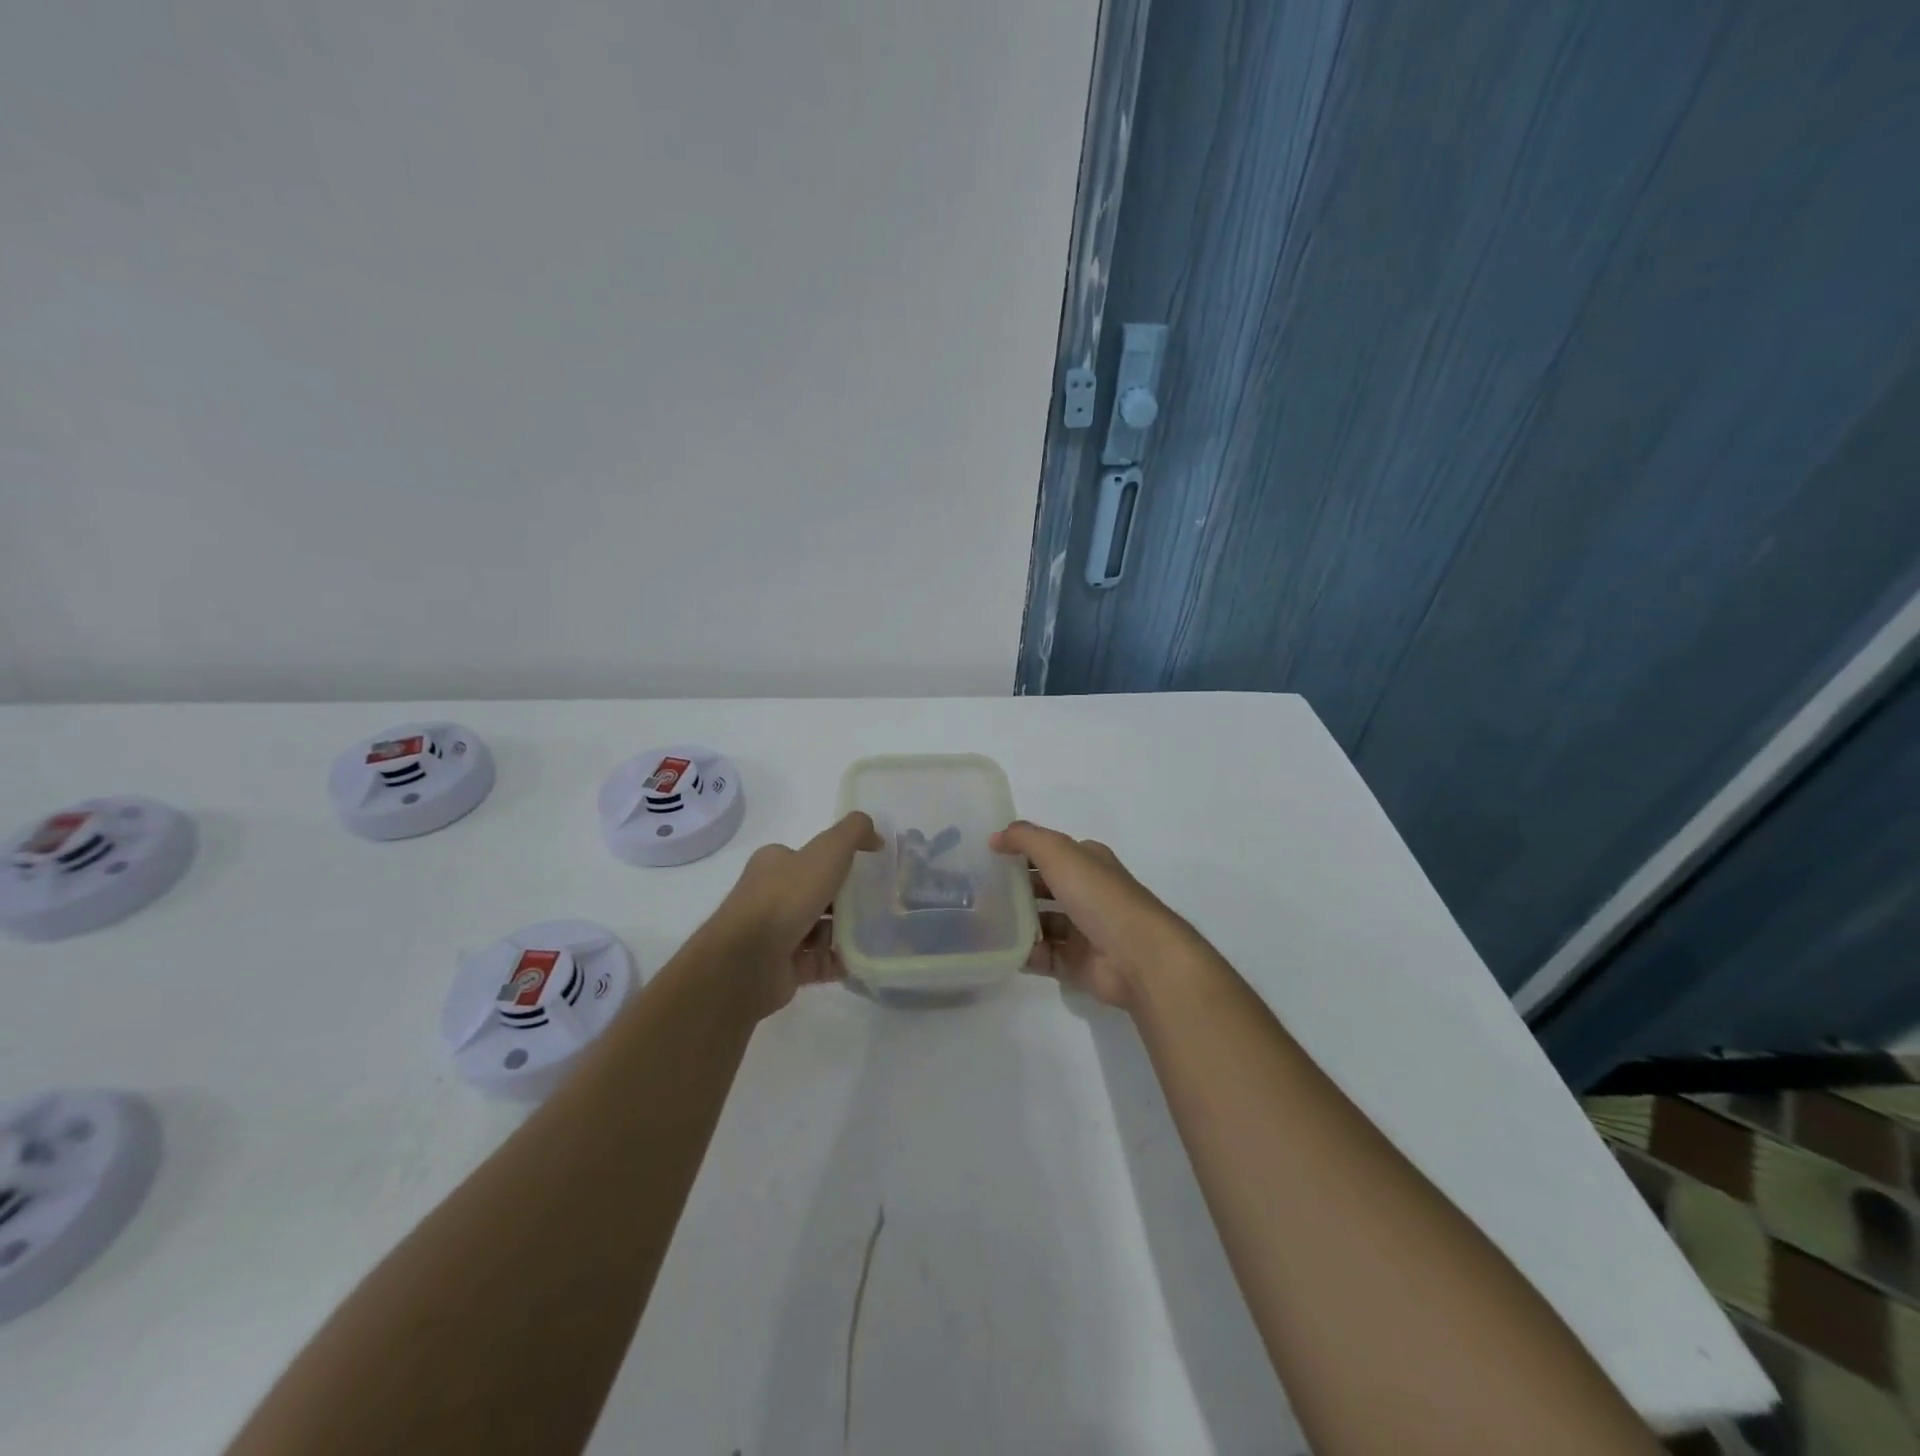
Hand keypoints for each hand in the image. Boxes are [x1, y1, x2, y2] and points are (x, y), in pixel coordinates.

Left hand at [713, 811, 880, 1013]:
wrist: (747, 962)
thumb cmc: (785, 898)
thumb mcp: (827, 851)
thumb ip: (853, 833)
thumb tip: (875, 836)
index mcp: (775, 864)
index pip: (810, 859)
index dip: (840, 863)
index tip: (869, 872)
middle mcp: (771, 896)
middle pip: (819, 895)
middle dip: (848, 901)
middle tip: (878, 906)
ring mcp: (775, 935)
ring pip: (821, 930)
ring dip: (846, 932)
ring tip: (876, 935)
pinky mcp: (783, 968)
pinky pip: (820, 962)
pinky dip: (840, 961)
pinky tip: (862, 960)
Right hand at [990, 819, 1207, 1010]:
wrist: (1137, 955)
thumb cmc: (1099, 896)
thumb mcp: (1059, 852)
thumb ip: (1025, 838)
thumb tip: (995, 837)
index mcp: (1089, 863)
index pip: (1051, 852)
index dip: (1022, 851)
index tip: (987, 856)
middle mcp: (1088, 893)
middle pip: (1044, 888)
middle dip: (1015, 888)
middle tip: (978, 891)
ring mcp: (1083, 930)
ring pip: (1042, 923)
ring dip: (1017, 922)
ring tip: (983, 921)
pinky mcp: (1077, 963)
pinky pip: (1043, 956)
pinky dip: (1024, 953)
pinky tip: (1000, 949)